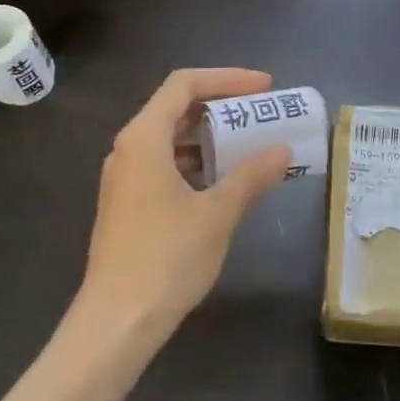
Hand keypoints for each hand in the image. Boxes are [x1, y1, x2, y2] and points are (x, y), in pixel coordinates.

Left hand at [79, 68, 290, 341]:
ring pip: (171, 139)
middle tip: (262, 114)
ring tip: (251, 145)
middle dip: (222, 106)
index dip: (227, 79)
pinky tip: (225, 180)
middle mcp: (128, 149)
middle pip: (176, 108)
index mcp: (144, 139)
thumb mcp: (218, 213)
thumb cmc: (167, 258)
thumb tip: (282, 151)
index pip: (184, 85)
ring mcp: (125, 178)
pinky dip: (197, 162)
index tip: (265, 88)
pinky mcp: (128, 203)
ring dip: (211, 137)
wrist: (117, 321)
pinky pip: (165, 165)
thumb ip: (251, 176)